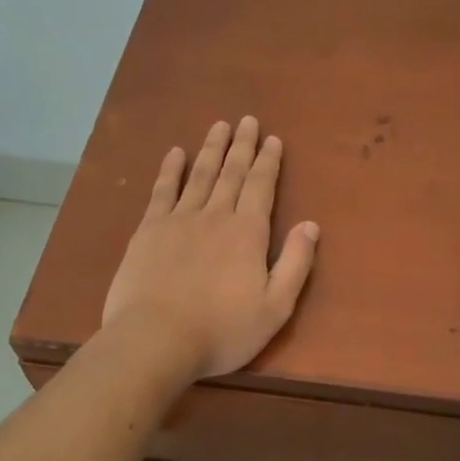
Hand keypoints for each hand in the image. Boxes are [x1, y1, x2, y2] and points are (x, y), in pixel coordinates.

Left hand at [102, 116, 319, 380]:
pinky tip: (174, 153)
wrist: (155, 340)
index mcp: (248, 233)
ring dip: (211, 149)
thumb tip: (311, 225)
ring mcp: (179, 220)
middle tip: (248, 120)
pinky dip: (170, 170)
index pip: (262, 187)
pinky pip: (162, 191)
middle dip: (242, 145)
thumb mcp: (275, 307)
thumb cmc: (222, 330)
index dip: (269, 162)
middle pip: (232, 173)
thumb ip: (296, 263)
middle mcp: (216, 216)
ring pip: (200, 175)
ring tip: (219, 126)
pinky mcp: (148, 230)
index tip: (273, 139)